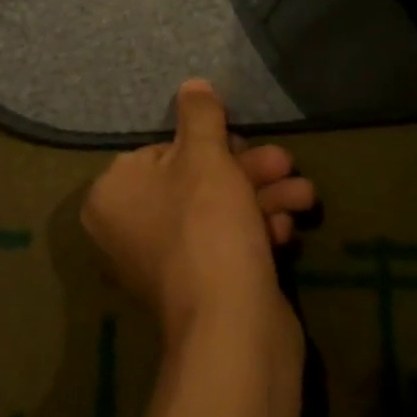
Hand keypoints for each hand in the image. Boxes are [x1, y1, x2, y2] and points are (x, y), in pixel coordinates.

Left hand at [82, 81, 316, 339]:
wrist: (233, 331)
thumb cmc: (206, 225)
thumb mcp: (205, 154)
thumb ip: (199, 114)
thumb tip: (192, 85)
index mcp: (112, 195)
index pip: (161, 150)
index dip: (207, 144)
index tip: (241, 140)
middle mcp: (128, 231)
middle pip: (194, 181)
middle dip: (247, 170)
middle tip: (285, 162)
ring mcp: (164, 265)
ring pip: (217, 212)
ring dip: (262, 197)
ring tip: (304, 194)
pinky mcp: (199, 291)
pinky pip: (225, 245)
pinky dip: (256, 231)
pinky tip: (288, 230)